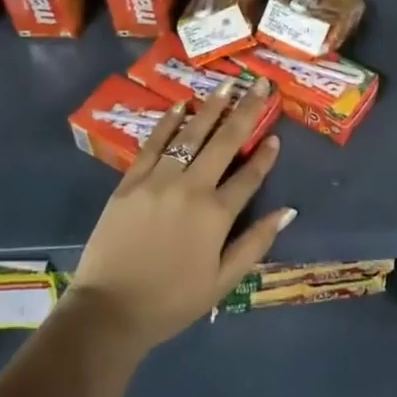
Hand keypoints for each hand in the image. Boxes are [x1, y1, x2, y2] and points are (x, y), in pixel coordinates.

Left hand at [66, 77, 293, 352]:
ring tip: (228, 84)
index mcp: (216, 214)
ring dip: (212, 106)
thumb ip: (255, 243)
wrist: (108, 312)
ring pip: (191, 134)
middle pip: (225, 142)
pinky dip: (168, 122)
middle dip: (246, 111)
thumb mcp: (222, 282)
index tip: (276, 135)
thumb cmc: (171, 302)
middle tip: (260, 84)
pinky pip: (153, 144)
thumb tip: (288, 211)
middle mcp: (191, 187)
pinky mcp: (131, 181)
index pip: (249, 176)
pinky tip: (181, 104)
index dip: (266, 155)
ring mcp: (159, 180)